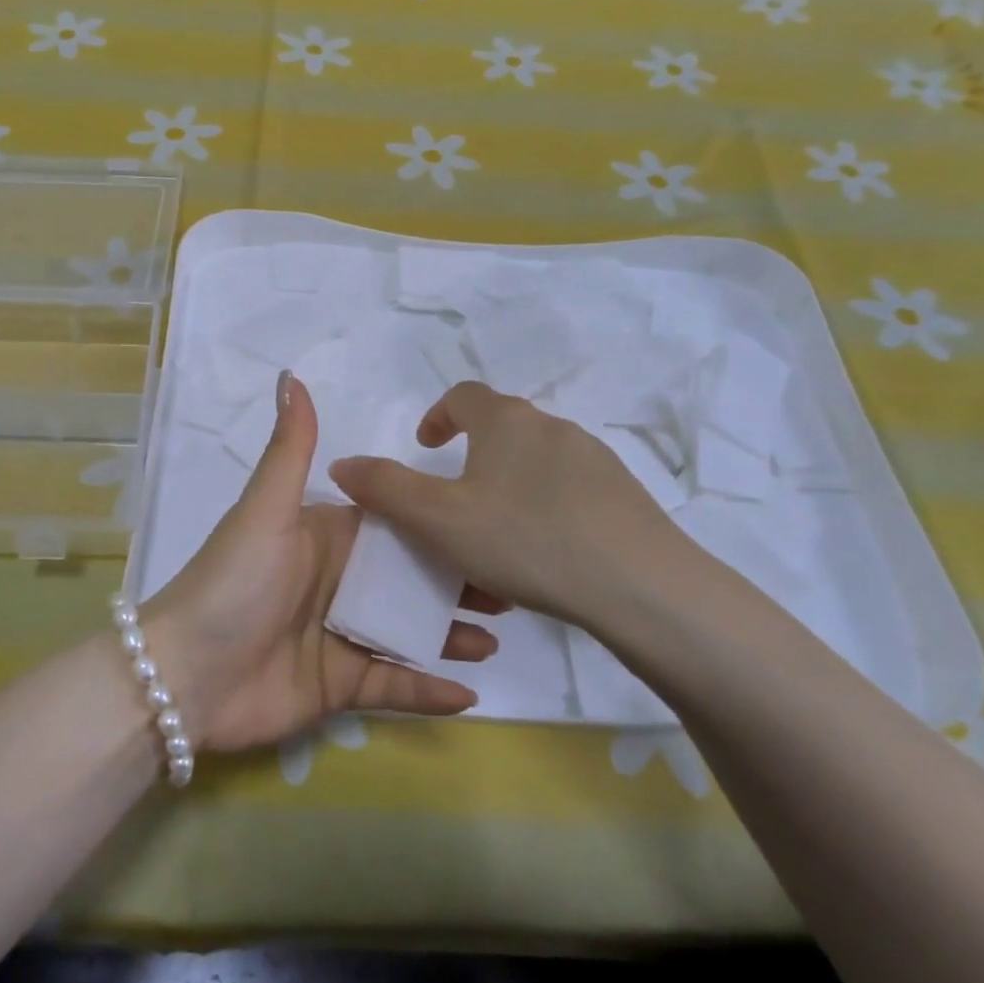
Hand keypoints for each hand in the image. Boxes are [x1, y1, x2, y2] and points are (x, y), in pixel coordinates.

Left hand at [143, 373, 497, 754]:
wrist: (186, 675)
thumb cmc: (235, 582)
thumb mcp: (267, 509)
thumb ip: (291, 447)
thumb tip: (292, 374)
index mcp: (327, 537)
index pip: (394, 523)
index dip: (437, 520)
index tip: (486, 519)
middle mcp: (339, 582)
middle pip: (410, 578)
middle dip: (458, 578)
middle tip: (510, 582)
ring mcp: (341, 635)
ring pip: (409, 630)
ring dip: (451, 632)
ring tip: (499, 633)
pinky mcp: (339, 685)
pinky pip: (393, 685)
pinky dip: (427, 691)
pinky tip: (468, 694)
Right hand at [328, 381, 702, 639]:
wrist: (641, 586)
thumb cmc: (526, 540)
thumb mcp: (439, 520)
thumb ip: (385, 489)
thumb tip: (342, 464)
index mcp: (506, 422)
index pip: (465, 396)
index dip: (438, 416)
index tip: (426, 446)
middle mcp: (552, 427)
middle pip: (502, 427)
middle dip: (474, 454)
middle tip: (456, 498)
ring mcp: (596, 459)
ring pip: (537, 461)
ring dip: (510, 483)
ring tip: (498, 533)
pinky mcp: (625, 495)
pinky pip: (570, 491)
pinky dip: (546, 508)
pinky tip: (545, 552)